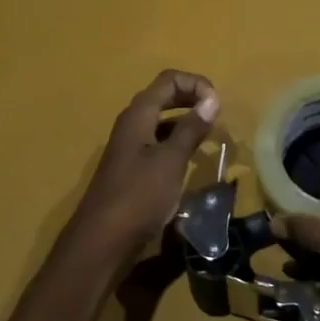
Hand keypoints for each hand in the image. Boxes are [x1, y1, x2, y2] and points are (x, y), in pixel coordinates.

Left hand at [64, 70, 219, 265]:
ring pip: (160, 121)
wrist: (102, 240)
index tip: (217, 104)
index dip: (195, 83)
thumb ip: (190, 129)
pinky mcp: (131, 169)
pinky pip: (157, 143)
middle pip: (163, 96)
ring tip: (209, 136)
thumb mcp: (170, 161)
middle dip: (191, 98)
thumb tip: (211, 99)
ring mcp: (129, 147)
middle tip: (217, 115)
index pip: (168, 80)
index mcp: (138, 115)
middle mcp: (131, 124)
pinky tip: (191, 160)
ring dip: (185, 121)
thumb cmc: (138, 196)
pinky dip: (176, 142)